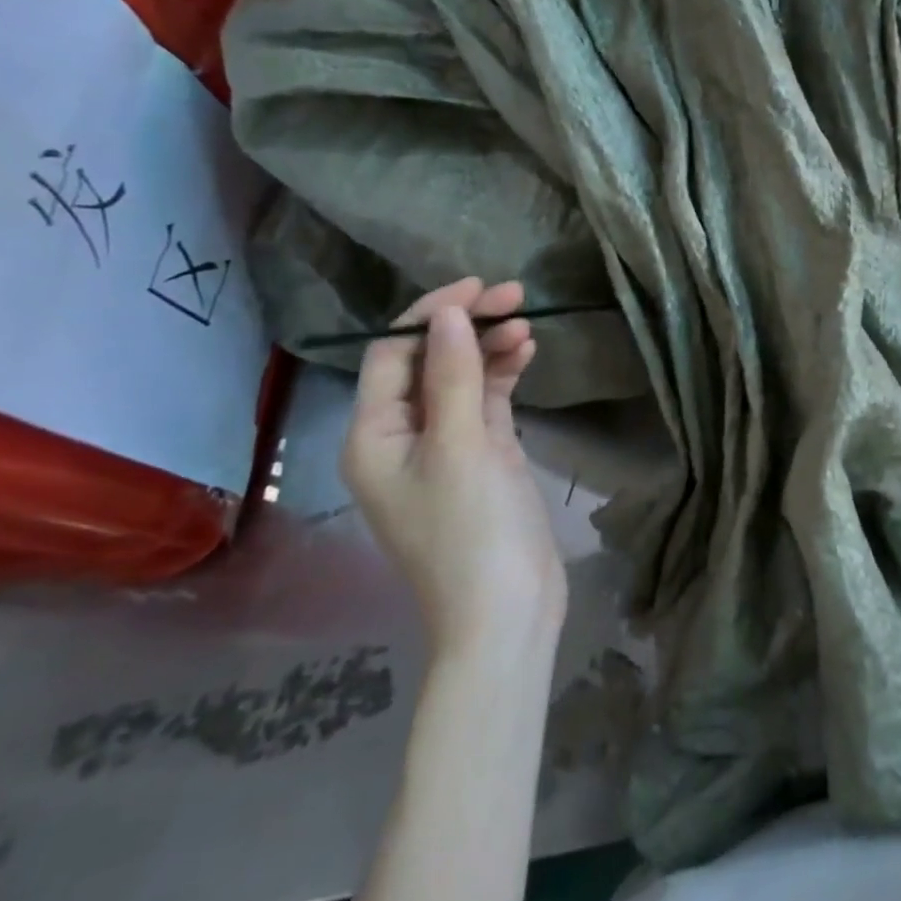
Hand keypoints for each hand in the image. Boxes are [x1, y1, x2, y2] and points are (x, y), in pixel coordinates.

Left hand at [340, 279, 565, 648]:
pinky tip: (526, 354)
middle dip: (466, 326)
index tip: (477, 287)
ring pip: (460, 381)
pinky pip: (484, 404)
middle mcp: (401, 438)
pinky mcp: (480, 459)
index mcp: (373, 437)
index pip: (390, 355)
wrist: (508, 613)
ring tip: (527, 324)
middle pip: (427, 363)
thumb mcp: (462, 447)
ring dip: (489, 349)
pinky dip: (502, 378)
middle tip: (514, 294)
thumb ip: (453, 375)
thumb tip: (447, 313)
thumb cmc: (473, 531)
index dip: (430, 315)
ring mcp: (443, 449)